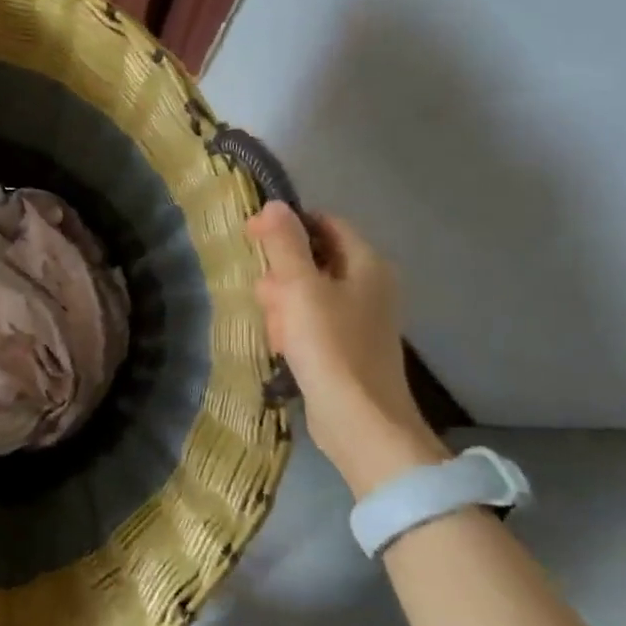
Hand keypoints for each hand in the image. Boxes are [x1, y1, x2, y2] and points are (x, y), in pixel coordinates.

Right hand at [245, 202, 447, 495]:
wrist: (359, 420)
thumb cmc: (330, 346)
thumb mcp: (299, 288)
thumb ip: (285, 244)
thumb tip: (273, 204)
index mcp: (367, 264)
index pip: (325, 224)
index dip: (288, 226)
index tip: (254, 239)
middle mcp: (370, 285)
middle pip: (314, 259)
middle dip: (282, 274)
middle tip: (265, 295)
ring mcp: (361, 318)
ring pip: (308, 293)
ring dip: (283, 305)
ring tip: (274, 329)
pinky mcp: (348, 347)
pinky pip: (313, 323)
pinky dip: (294, 329)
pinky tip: (282, 346)